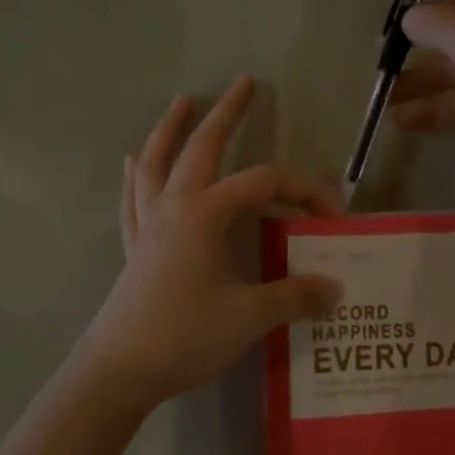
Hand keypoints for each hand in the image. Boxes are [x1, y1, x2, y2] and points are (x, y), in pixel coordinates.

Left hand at [79, 77, 343, 408]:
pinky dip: (135, 175)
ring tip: (181, 102)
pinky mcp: (134, 247)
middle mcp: (173, 207)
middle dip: (227, 114)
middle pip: (201, 148)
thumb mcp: (249, 317)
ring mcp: (148, 225)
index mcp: (204, 214)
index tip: (334, 215)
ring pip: (157, 163)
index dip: (304, 190)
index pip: (264, 184)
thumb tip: (334, 286)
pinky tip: (130, 162)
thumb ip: (294, 295)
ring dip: (170, 130)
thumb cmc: (185, 336)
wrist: (119, 372)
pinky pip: (133, 199)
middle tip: (245, 83)